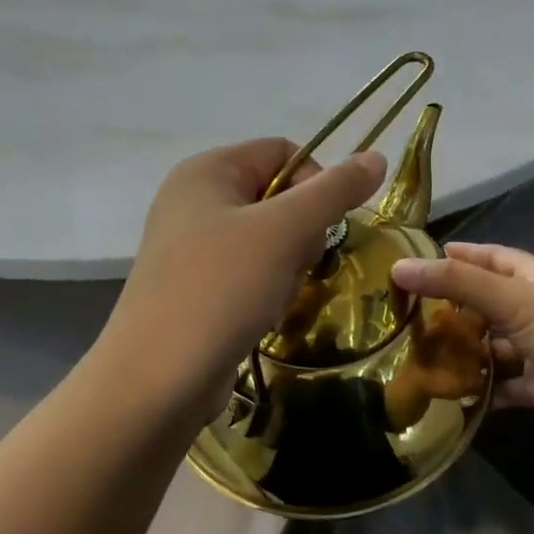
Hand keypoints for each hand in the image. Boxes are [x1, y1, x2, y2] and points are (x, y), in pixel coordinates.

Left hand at [102, 138, 385, 422]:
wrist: (157, 381)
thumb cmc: (221, 289)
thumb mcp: (285, 231)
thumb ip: (334, 191)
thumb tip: (376, 156)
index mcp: (207, 170)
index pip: (283, 152)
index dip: (316, 182)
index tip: (325, 226)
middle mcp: (194, 199)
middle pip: (278, 196)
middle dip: (301, 232)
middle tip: (297, 264)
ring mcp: (191, 245)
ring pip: (269, 238)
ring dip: (287, 266)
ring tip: (274, 295)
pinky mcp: (195, 286)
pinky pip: (249, 271)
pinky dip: (266, 288)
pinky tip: (261, 313)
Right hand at [391, 242, 533, 446]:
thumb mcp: (511, 298)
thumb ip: (456, 282)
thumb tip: (399, 267)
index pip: (495, 258)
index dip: (464, 255)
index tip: (426, 257)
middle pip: (490, 303)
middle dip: (456, 307)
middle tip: (410, 311)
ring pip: (494, 346)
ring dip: (465, 350)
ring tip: (420, 352)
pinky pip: (502, 385)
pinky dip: (480, 389)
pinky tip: (448, 393)